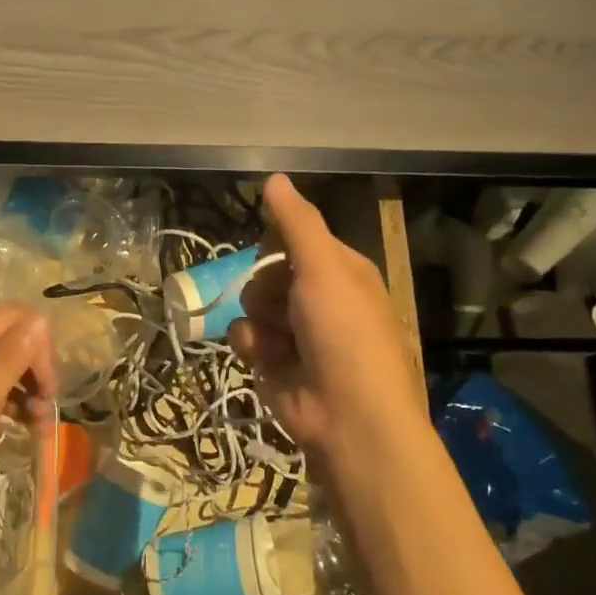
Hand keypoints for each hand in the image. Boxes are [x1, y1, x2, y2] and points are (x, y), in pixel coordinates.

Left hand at [0, 306, 56, 548]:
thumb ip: (11, 356)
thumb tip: (41, 319)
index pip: (15, 318)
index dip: (39, 345)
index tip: (51, 386)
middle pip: (12, 339)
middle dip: (36, 368)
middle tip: (50, 405)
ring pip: (7, 366)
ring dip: (30, 389)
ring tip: (42, 423)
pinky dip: (15, 404)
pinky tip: (28, 426)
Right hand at [230, 175, 426, 464]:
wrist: (349, 417)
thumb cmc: (344, 333)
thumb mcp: (323, 268)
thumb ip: (296, 223)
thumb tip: (274, 177)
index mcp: (341, 270)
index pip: (296, 238)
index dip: (277, 242)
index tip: (269, 249)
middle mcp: (319, 298)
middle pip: (268, 269)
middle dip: (265, 283)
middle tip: (280, 299)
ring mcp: (296, 332)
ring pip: (252, 302)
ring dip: (257, 317)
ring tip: (276, 338)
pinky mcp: (274, 362)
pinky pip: (246, 336)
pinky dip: (252, 345)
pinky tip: (265, 358)